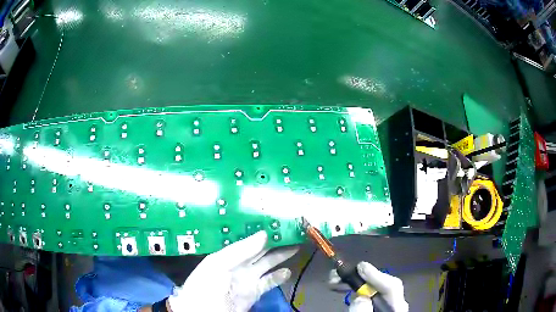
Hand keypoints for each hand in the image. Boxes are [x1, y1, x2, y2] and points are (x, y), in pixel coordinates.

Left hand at [168, 231, 297, 311]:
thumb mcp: (219, 264)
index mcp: (228, 254)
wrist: (205, 311)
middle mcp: (239, 264)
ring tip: (295, 246)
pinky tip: (288, 271)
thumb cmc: (207, 283)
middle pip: (260, 251)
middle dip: (275, 242)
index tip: (278, 223)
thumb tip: (264, 234)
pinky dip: (279, 277)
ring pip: (267, 264)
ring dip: (280, 257)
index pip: (249, 240)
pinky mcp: (254, 292)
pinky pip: (269, 282)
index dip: (263, 232)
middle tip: (292, 232)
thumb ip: (241, 250)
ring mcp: (248, 279)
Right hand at [329, 262, 407, 311]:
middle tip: (336, 275)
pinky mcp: (377, 308)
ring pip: (373, 289)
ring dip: (354, 282)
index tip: (358, 267)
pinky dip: (356, 290)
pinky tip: (345, 290)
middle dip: (359, 277)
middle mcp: (393, 305)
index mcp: (396, 308)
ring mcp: (385, 307)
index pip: (392, 287)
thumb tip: (360, 297)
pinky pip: (368, 296)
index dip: (376, 275)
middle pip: (382, 285)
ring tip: (334, 282)